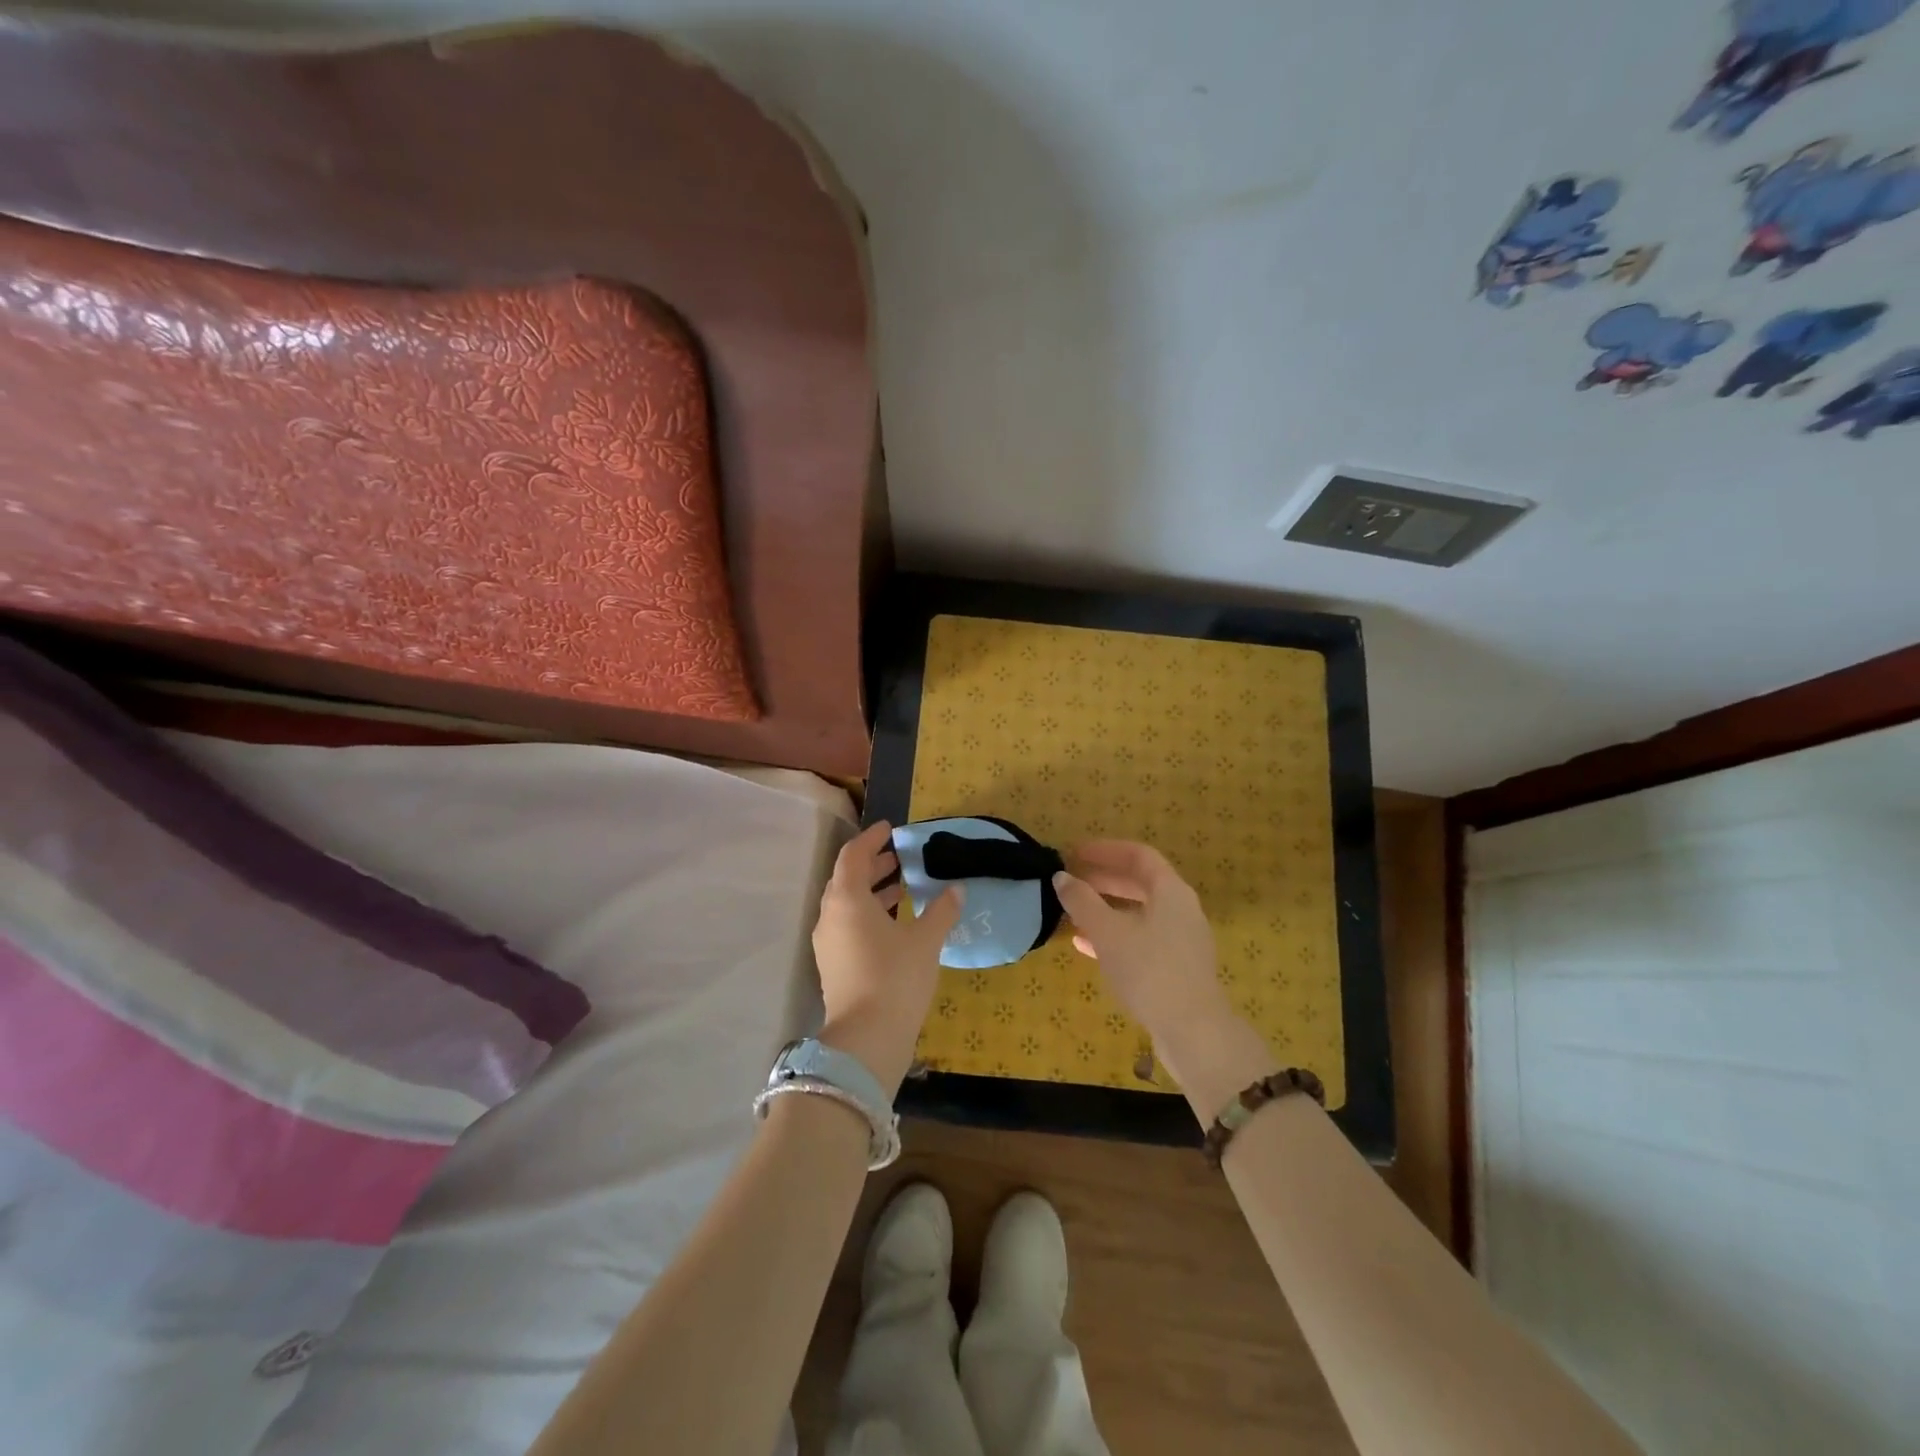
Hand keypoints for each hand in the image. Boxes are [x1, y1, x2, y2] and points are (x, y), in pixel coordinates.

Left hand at [811, 821, 962, 1096]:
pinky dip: (868, 913)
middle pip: (848, 878)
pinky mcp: (833, 964)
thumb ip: (941, 911)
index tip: (891, 829)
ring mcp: (828, 942)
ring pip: (847, 903)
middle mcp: (830, 915)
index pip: (854, 854)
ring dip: (872, 890)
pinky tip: (895, 923)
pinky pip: (848, 924)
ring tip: (902, 887)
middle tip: (902, 858)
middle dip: (874, 864)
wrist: (866, 1039)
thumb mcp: (925, 941)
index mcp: (847, 899)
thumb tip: (956, 890)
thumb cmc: (895, 978)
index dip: (872, 839)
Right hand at [1053, 841, 1272, 1112]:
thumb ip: (1082, 901)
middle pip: (1140, 882)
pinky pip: (1141, 938)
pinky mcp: (1176, 967)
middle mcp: (1181, 909)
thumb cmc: (1149, 970)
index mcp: (1171, 890)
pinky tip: (1085, 946)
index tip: (1074, 853)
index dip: (1104, 850)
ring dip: (1106, 908)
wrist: (1192, 1032)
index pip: (1138, 854)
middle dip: (1103, 879)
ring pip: (1139, 912)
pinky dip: (1114, 935)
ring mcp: (1181, 940)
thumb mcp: (1107, 932)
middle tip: (1070, 880)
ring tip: (1072, 911)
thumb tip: (1061, 878)